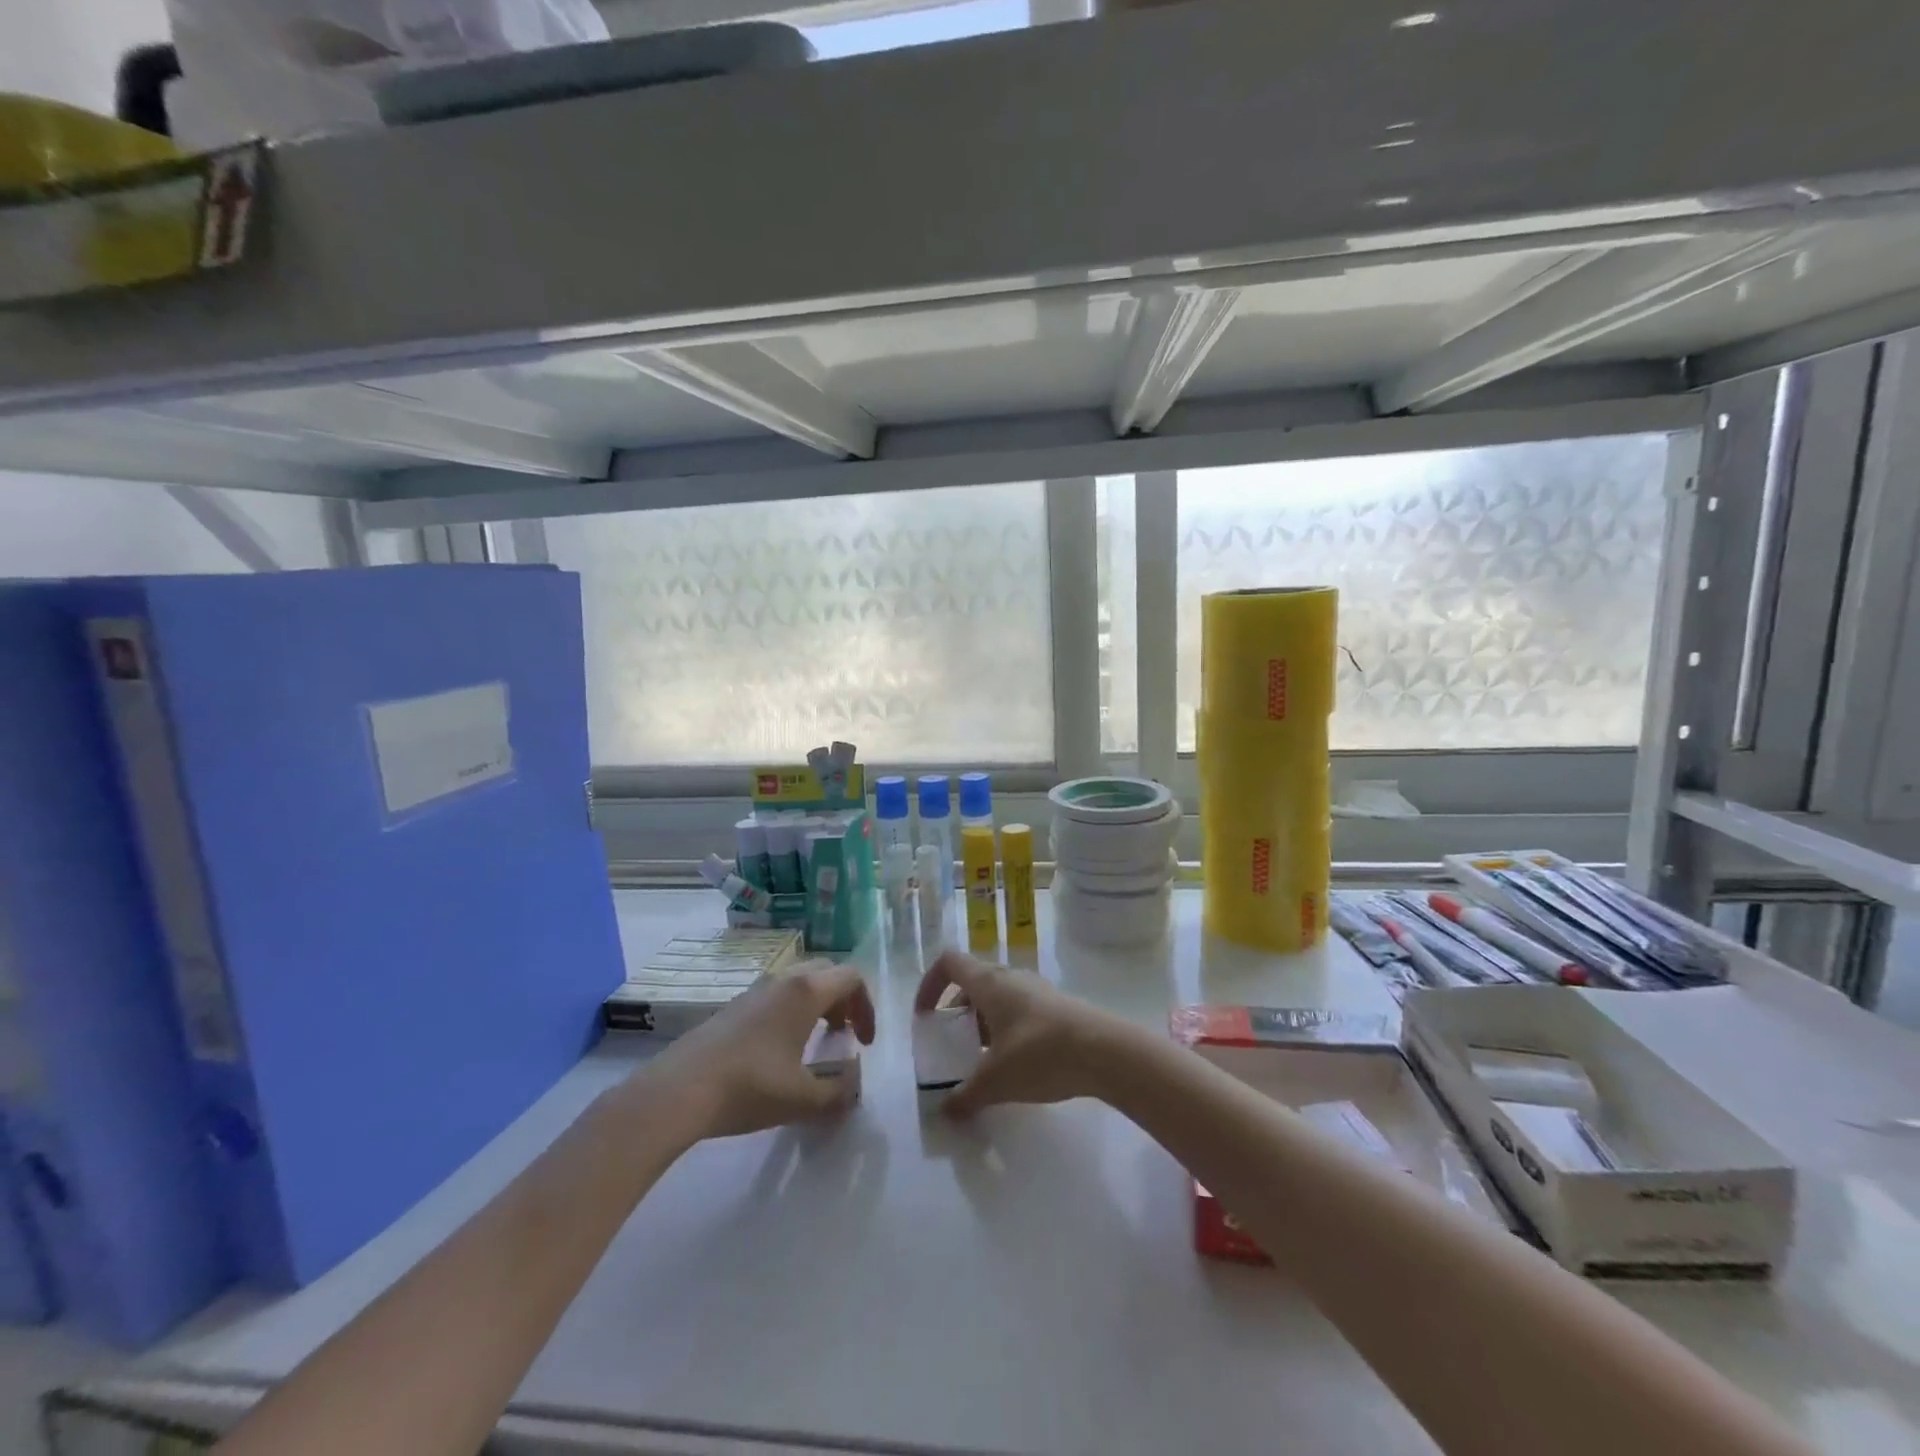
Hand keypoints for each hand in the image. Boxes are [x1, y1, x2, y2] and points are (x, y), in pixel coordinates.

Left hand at [643, 960, 875, 1140]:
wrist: (679, 1091)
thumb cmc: (750, 1087)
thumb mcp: (803, 1098)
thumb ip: (839, 1091)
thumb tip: (853, 1084)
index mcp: (806, 991)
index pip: (852, 977)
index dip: (867, 1006)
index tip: (864, 1043)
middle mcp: (783, 980)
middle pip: (827, 973)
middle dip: (844, 1000)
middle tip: (845, 1034)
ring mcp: (755, 990)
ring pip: (800, 982)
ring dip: (818, 1005)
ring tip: (816, 1041)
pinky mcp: (733, 1006)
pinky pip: (777, 996)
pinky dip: (793, 1012)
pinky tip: (780, 1050)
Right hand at [913, 949, 1127, 1117]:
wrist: (1105, 1051)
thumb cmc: (1041, 1054)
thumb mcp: (996, 1080)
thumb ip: (966, 1095)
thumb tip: (945, 1111)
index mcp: (989, 983)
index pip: (949, 963)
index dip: (930, 984)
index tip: (924, 1016)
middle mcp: (1010, 977)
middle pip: (973, 982)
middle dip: (957, 1011)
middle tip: (952, 1045)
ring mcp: (1036, 990)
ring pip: (998, 997)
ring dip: (983, 1022)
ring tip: (982, 1059)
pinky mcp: (1056, 1006)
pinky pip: (1019, 1009)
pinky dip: (1006, 1029)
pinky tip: (1015, 1064)